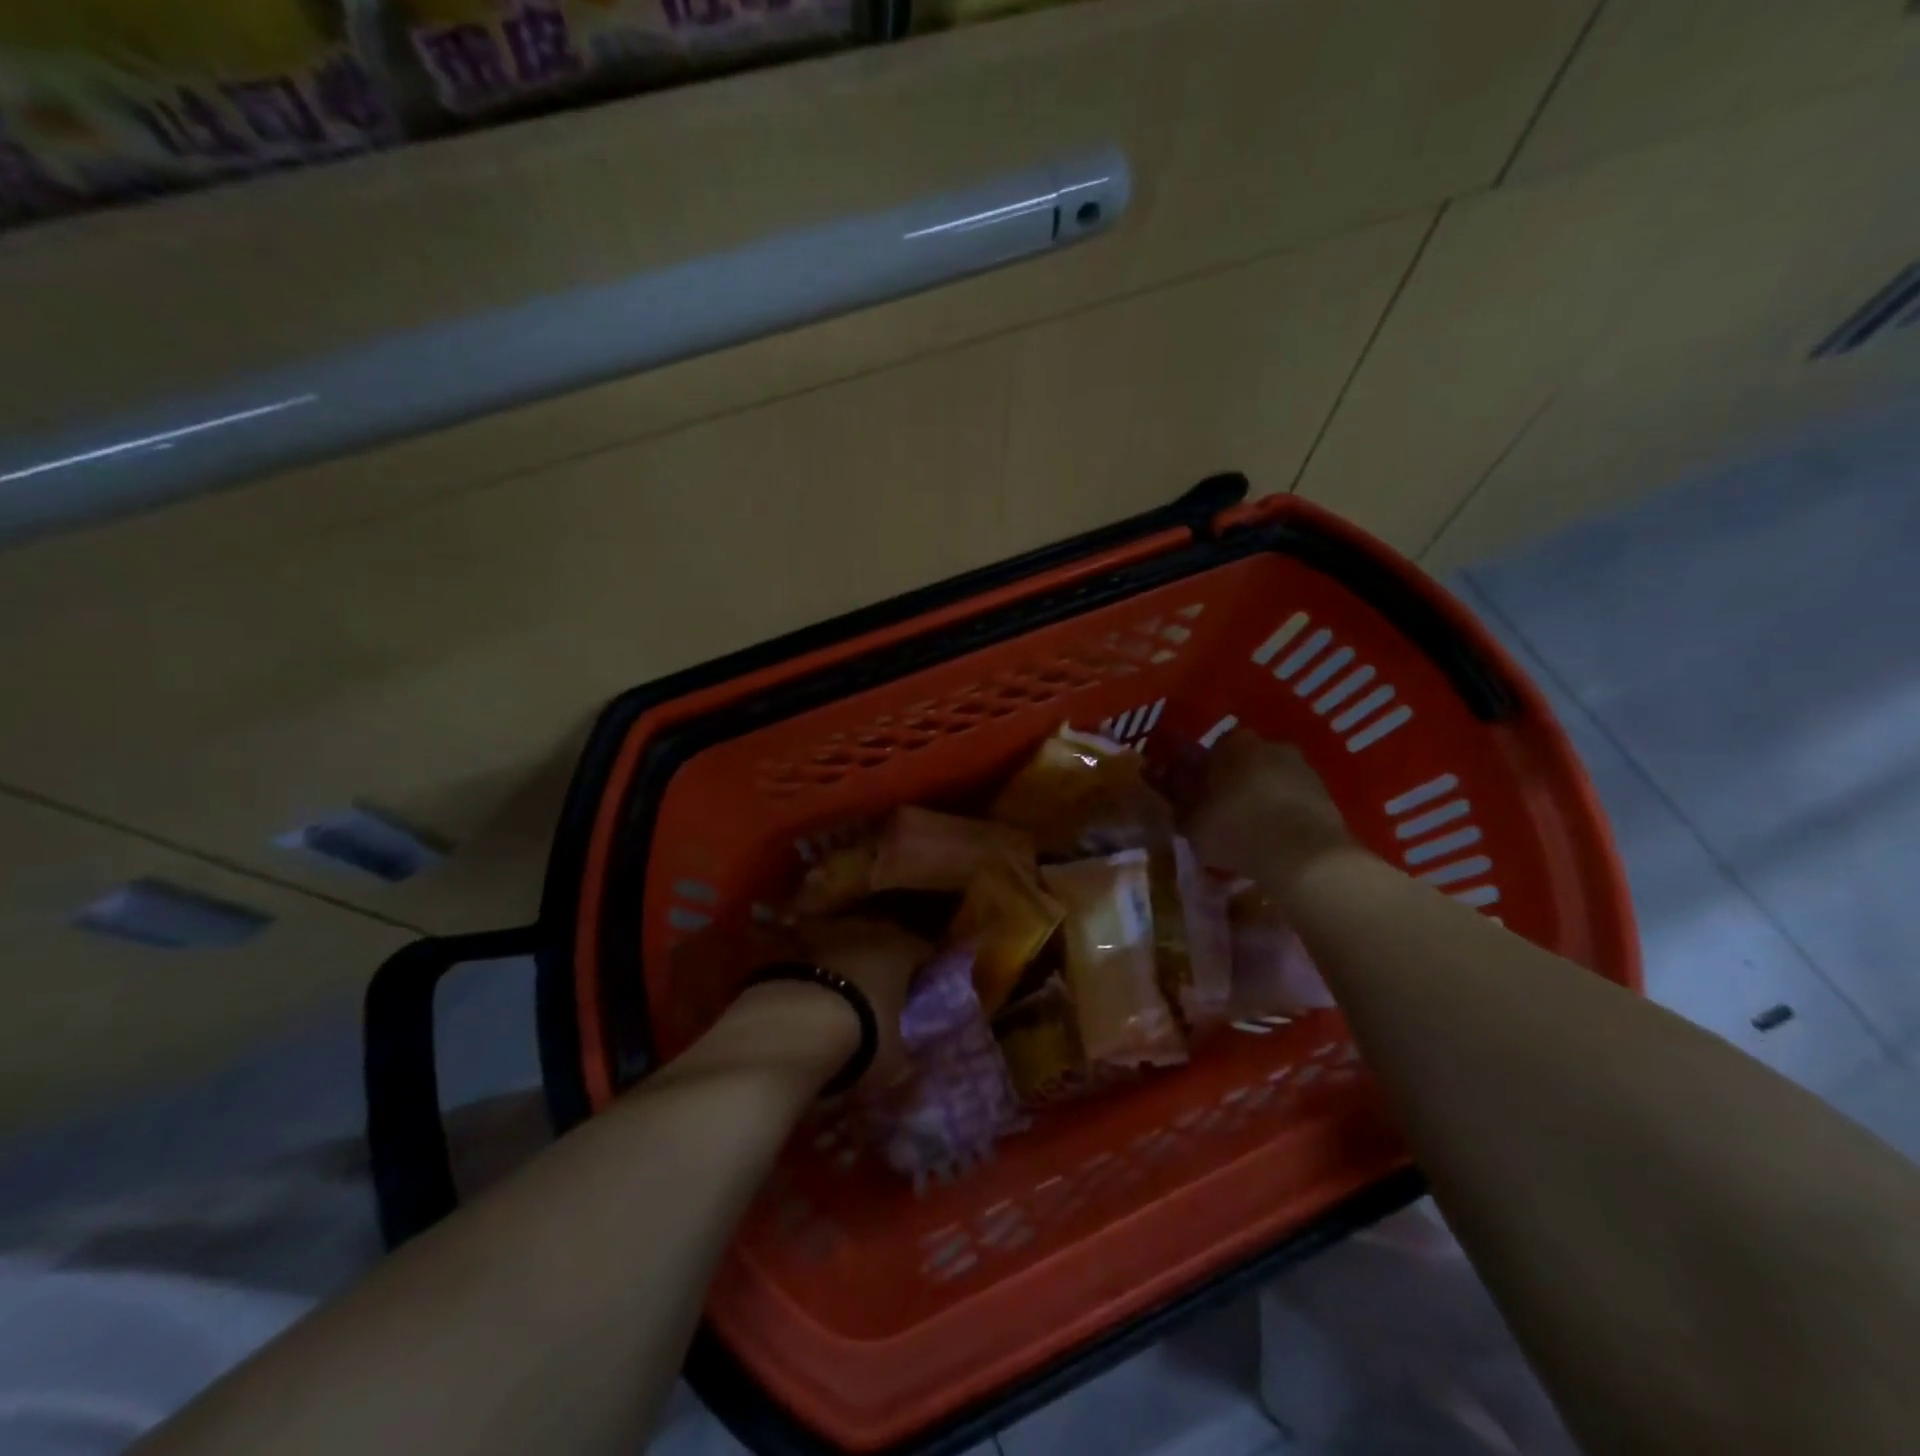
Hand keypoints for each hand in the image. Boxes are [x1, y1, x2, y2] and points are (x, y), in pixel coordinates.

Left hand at [794, 916, 931, 1088]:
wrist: (791, 1028)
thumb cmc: (860, 1037)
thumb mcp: (893, 1059)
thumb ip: (901, 1050)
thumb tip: (905, 1058)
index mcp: (901, 948)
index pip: (922, 950)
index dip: (923, 968)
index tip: (923, 985)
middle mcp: (865, 930)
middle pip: (880, 938)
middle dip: (880, 959)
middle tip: (880, 987)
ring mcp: (823, 933)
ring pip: (841, 941)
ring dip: (842, 960)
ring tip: (838, 991)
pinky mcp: (786, 944)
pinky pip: (807, 956)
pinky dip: (809, 970)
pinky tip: (805, 994)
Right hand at [1183, 729, 1359, 896]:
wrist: (1304, 856)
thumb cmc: (1237, 830)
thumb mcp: (1191, 823)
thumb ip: (1178, 804)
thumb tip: (1169, 792)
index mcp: (1232, 744)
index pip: (1208, 754)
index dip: (1200, 778)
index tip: (1196, 802)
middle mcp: (1269, 745)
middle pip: (1242, 765)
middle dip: (1232, 787)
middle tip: (1222, 818)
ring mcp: (1302, 767)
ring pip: (1270, 782)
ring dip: (1260, 801)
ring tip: (1250, 835)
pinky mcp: (1326, 793)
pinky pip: (1293, 801)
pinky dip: (1283, 815)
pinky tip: (1275, 842)